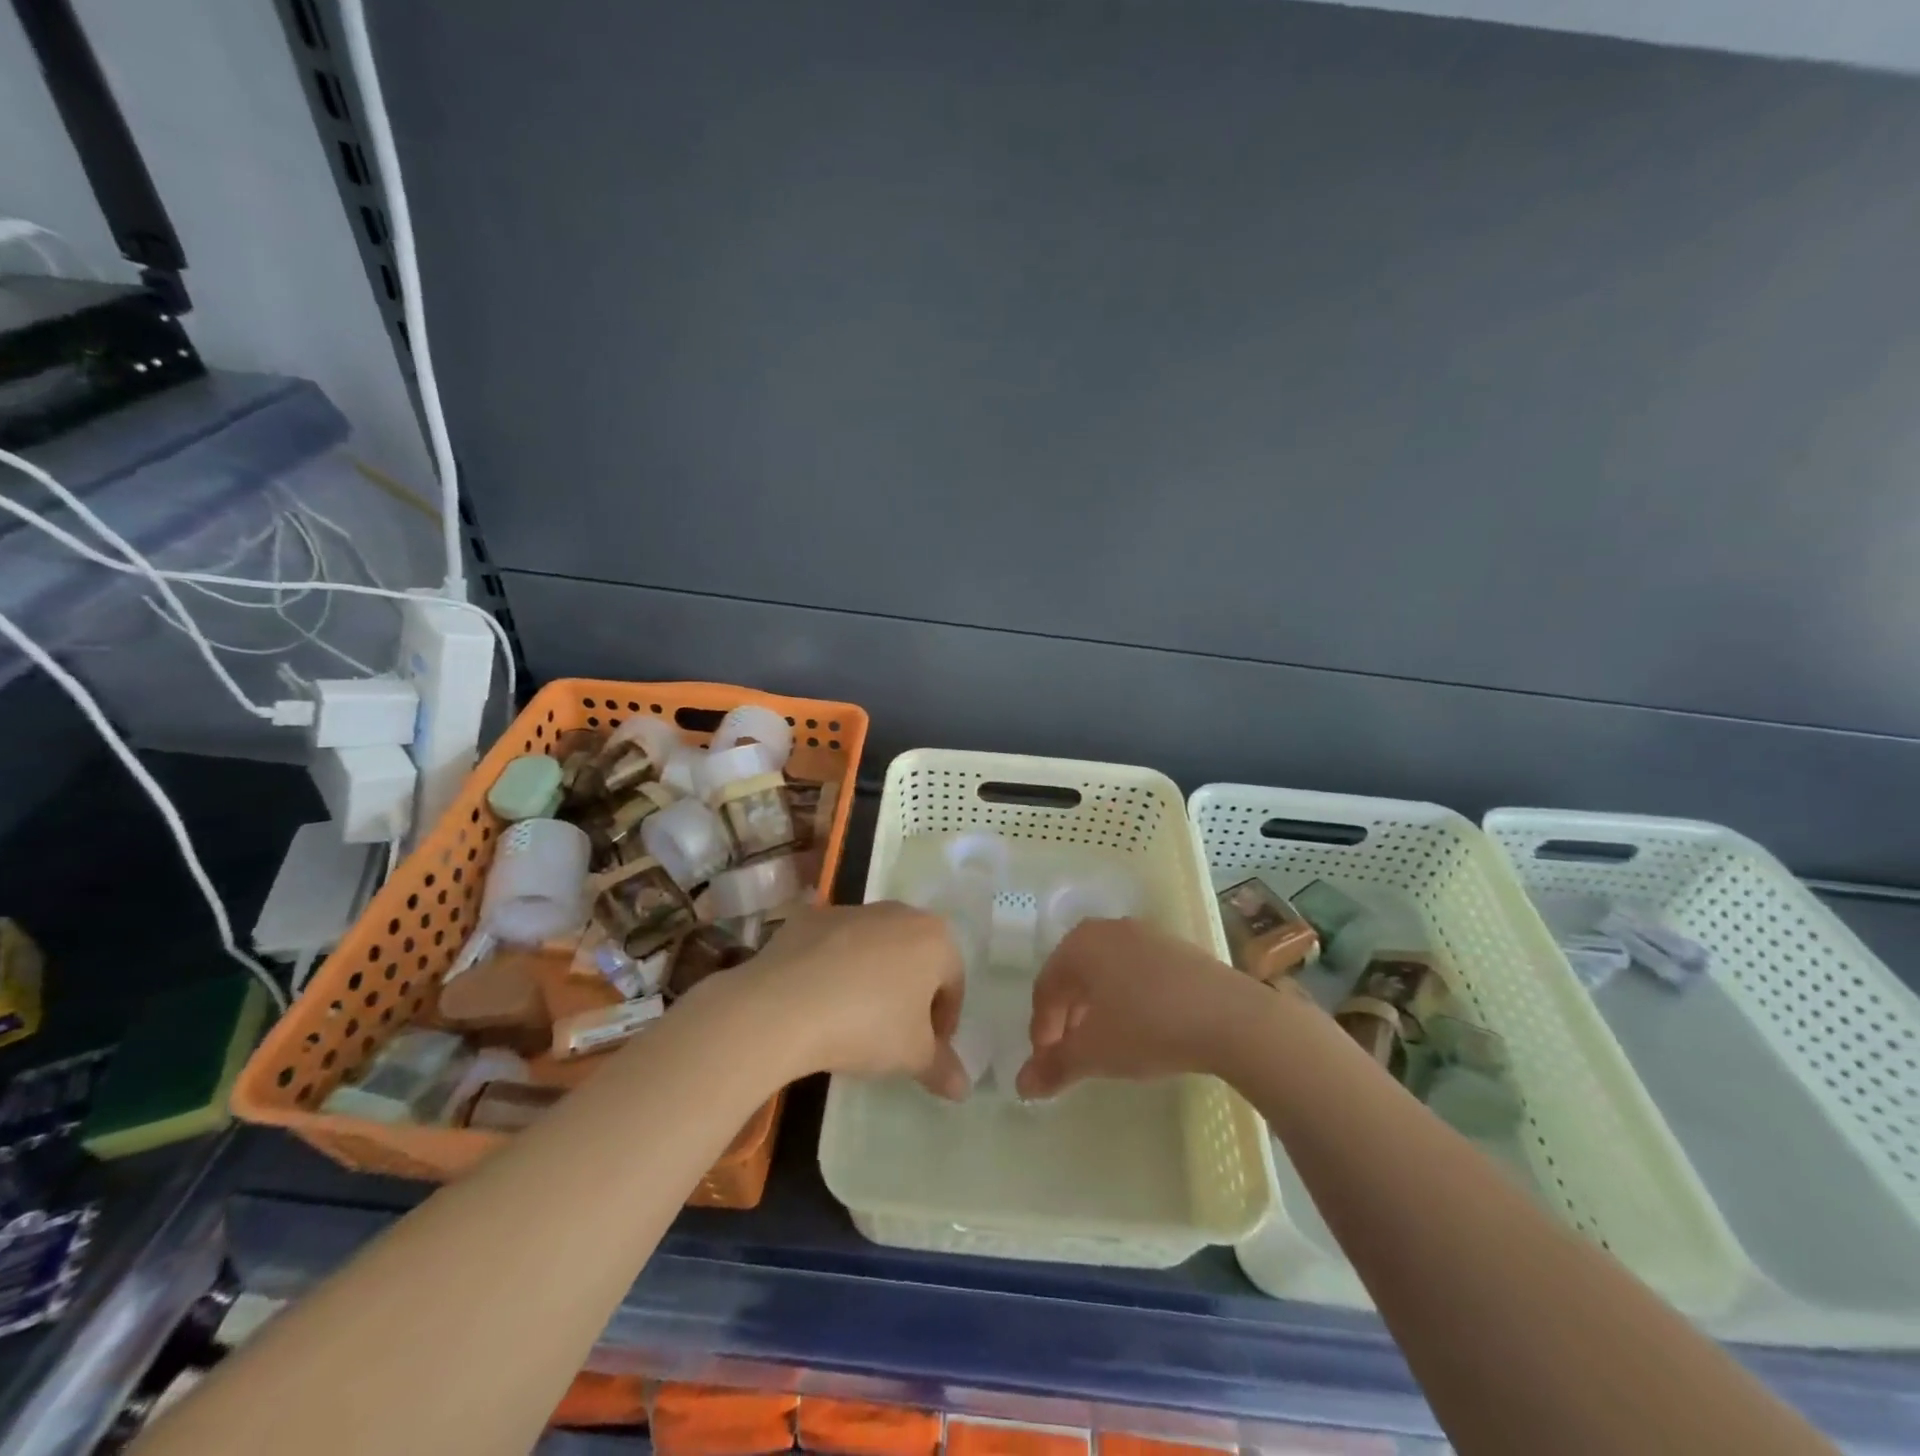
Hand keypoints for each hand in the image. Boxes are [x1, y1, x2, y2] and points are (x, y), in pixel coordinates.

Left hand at [730, 901, 970, 1097]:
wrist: (784, 1003)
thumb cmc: (868, 1025)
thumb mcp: (912, 1056)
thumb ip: (942, 1068)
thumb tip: (963, 1087)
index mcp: (935, 938)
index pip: (952, 983)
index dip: (943, 1021)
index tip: (927, 1050)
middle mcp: (898, 912)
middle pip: (915, 957)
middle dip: (910, 993)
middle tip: (894, 1033)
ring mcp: (852, 909)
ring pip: (874, 946)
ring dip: (872, 976)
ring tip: (852, 1016)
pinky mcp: (811, 917)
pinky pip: (833, 944)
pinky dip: (832, 966)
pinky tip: (818, 998)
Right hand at [1015, 917, 1262, 1099]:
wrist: (1231, 1017)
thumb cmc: (1147, 1027)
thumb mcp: (1095, 1053)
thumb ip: (1054, 1067)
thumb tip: (1022, 1085)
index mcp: (1079, 944)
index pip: (1045, 987)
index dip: (1041, 1029)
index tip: (1047, 1063)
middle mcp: (1107, 930)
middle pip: (1074, 976)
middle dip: (1067, 1018)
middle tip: (1071, 1054)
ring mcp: (1145, 935)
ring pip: (1106, 973)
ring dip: (1096, 1009)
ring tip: (1104, 1044)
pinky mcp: (1177, 949)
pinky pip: (1136, 972)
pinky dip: (1127, 999)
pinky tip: (1140, 1028)